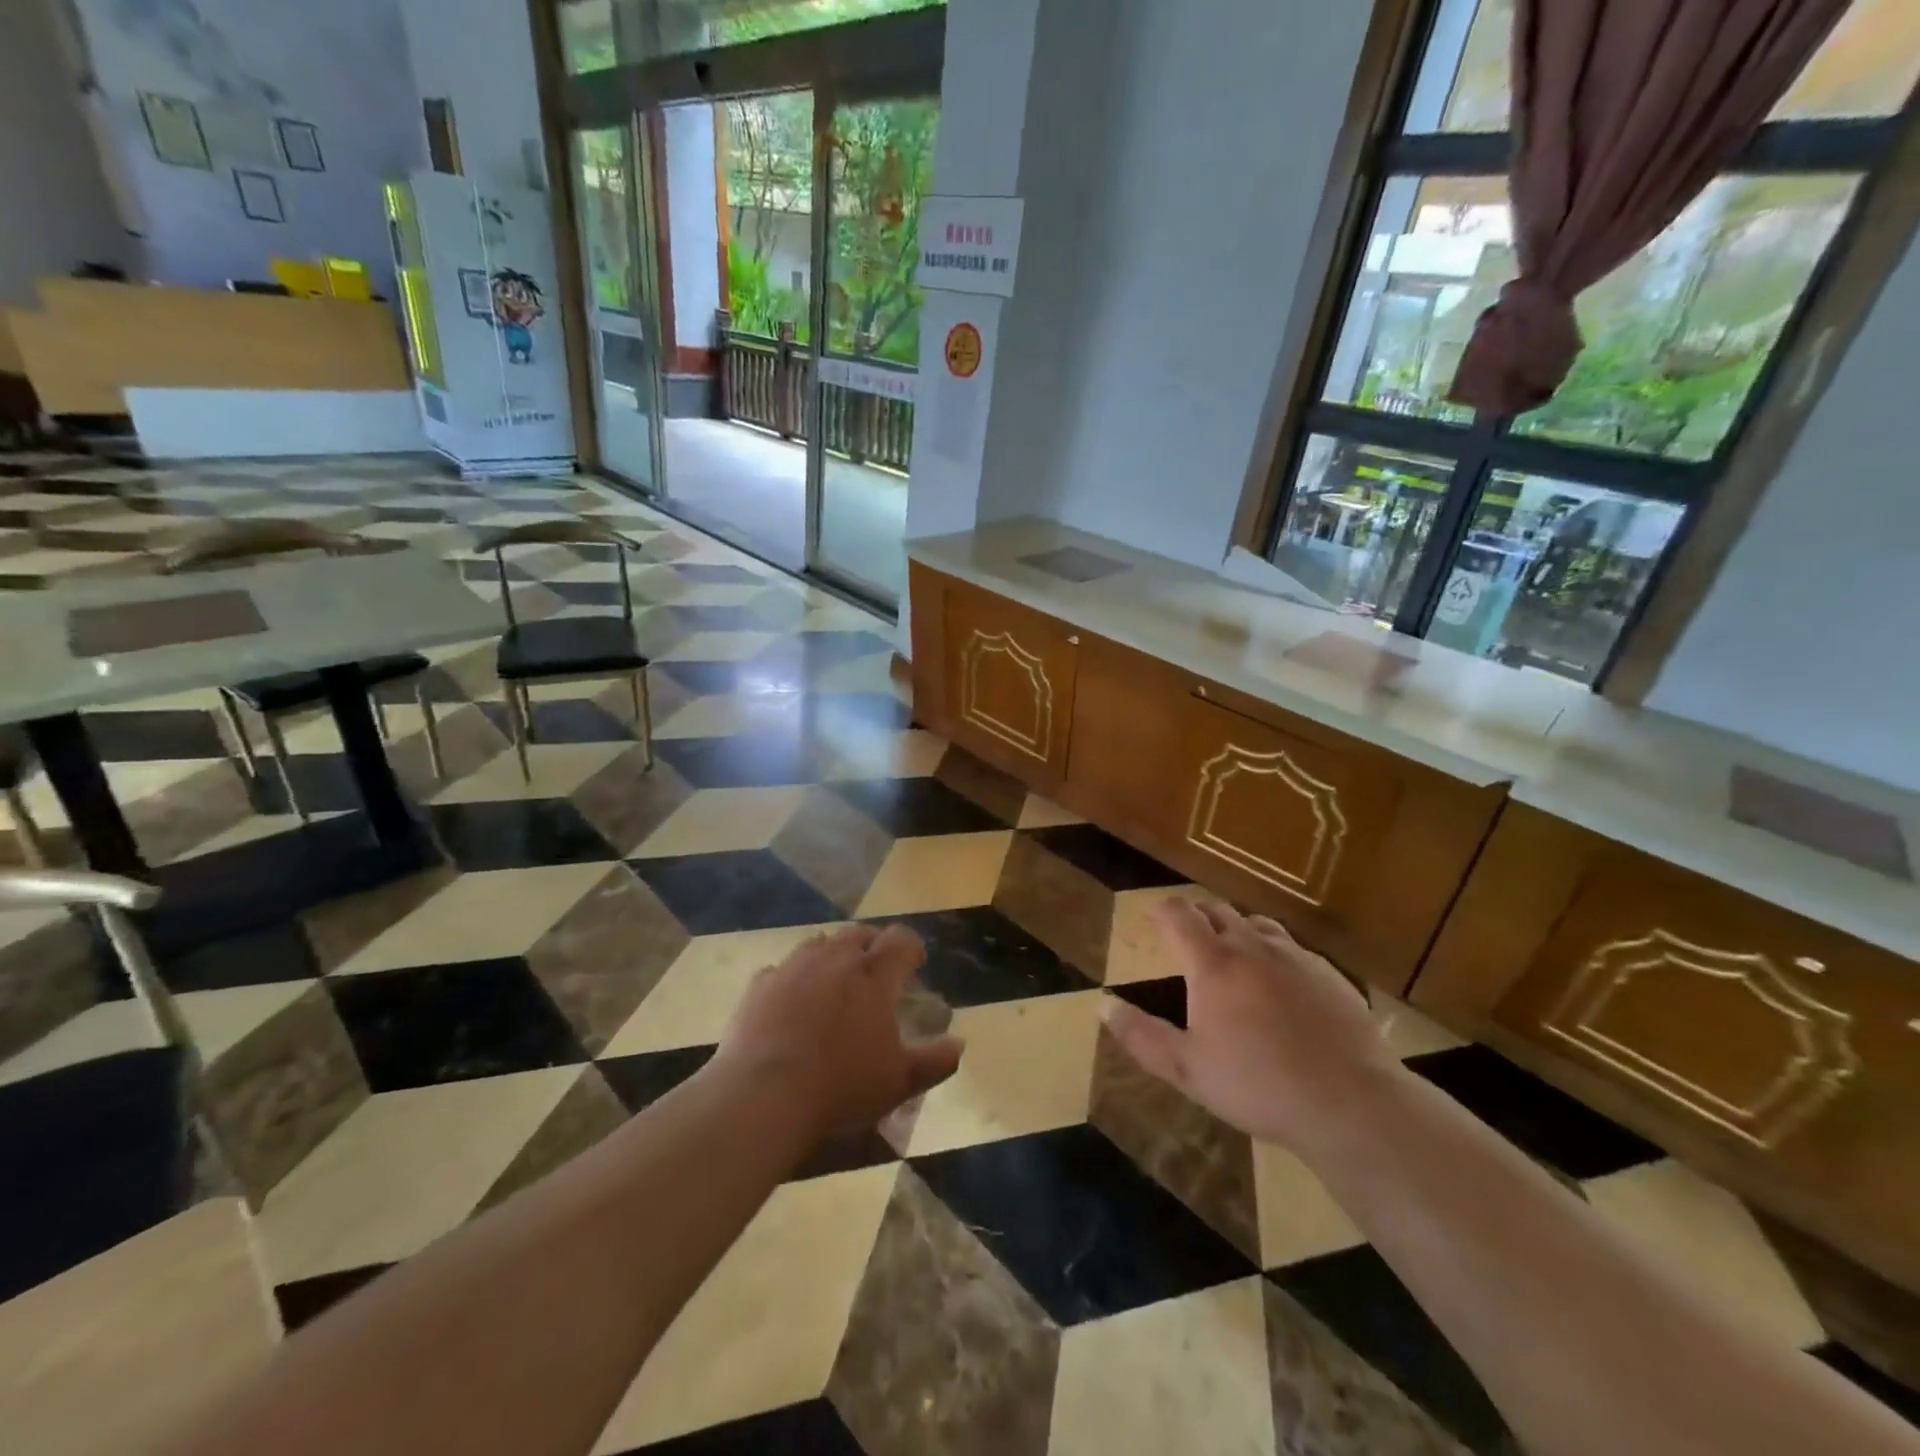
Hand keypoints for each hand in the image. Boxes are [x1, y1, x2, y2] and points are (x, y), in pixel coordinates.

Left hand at [715, 923, 963, 1144]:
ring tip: (834, 981)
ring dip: (832, 954)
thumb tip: (959, 1045)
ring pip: (819, 943)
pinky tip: (791, 1002)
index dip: (912, 948)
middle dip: (872, 945)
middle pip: (859, 934)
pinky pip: (781, 970)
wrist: (764, 1095)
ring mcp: (794, 967)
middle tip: (876, 971)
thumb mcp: (900, 1082)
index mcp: (874, 975)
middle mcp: (836, 959)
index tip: (915, 965)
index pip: (901, 940)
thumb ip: (935, 1061)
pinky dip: (793, 978)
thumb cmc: (841, 1086)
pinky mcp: (760, 984)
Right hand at [1101, 899, 1405, 1155]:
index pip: (1179, 915)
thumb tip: (1103, 1004)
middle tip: (1188, 936)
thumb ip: (1141, 1035)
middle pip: (1218, 910)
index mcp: (1213, 964)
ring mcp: (1296, 957)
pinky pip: (1293, 948)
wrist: (1350, 1102)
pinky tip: (1281, 984)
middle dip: (1198, 915)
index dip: (1162, 910)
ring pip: (1258, 924)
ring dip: (1237, 929)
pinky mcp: (1330, 974)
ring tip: (1232, 953)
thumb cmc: (1258, 1085)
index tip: (1153, 917)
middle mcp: (1252, 947)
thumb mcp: (1187, 1069)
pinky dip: (1275, 953)